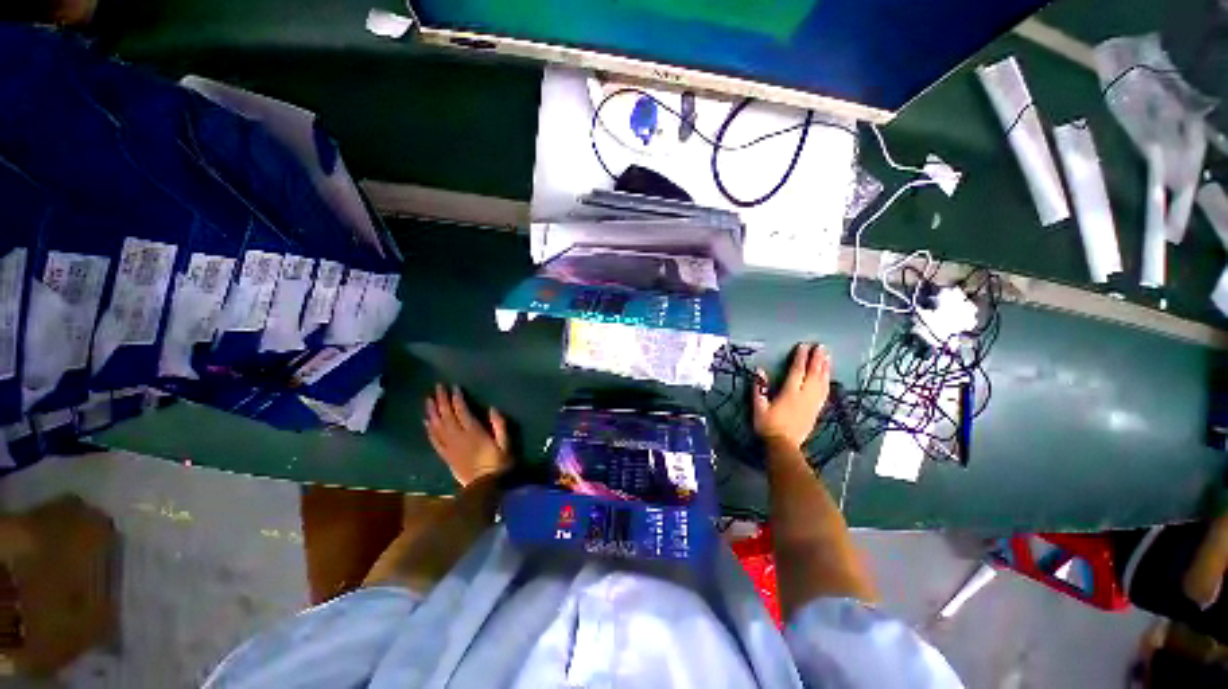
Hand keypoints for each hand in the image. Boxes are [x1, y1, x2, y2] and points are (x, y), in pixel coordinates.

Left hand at [424, 384, 510, 486]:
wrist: (485, 487)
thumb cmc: (499, 464)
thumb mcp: (506, 444)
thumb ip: (499, 426)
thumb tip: (492, 408)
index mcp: (474, 433)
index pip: (462, 412)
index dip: (457, 399)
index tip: (454, 386)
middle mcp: (458, 437)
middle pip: (447, 416)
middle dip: (441, 400)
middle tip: (437, 387)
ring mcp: (450, 447)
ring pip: (437, 426)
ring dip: (432, 412)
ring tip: (428, 399)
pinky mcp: (446, 456)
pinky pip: (434, 440)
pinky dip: (429, 429)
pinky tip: (426, 421)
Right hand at [753, 343, 831, 448]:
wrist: (783, 445)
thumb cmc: (768, 426)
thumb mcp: (758, 407)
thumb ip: (759, 388)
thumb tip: (759, 371)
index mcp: (789, 393)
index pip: (797, 371)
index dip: (801, 358)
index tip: (803, 346)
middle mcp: (804, 396)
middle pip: (813, 374)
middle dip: (817, 359)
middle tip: (821, 347)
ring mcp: (812, 404)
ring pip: (822, 383)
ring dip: (825, 369)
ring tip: (828, 357)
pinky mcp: (816, 411)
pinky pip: (824, 393)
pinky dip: (827, 382)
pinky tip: (828, 377)